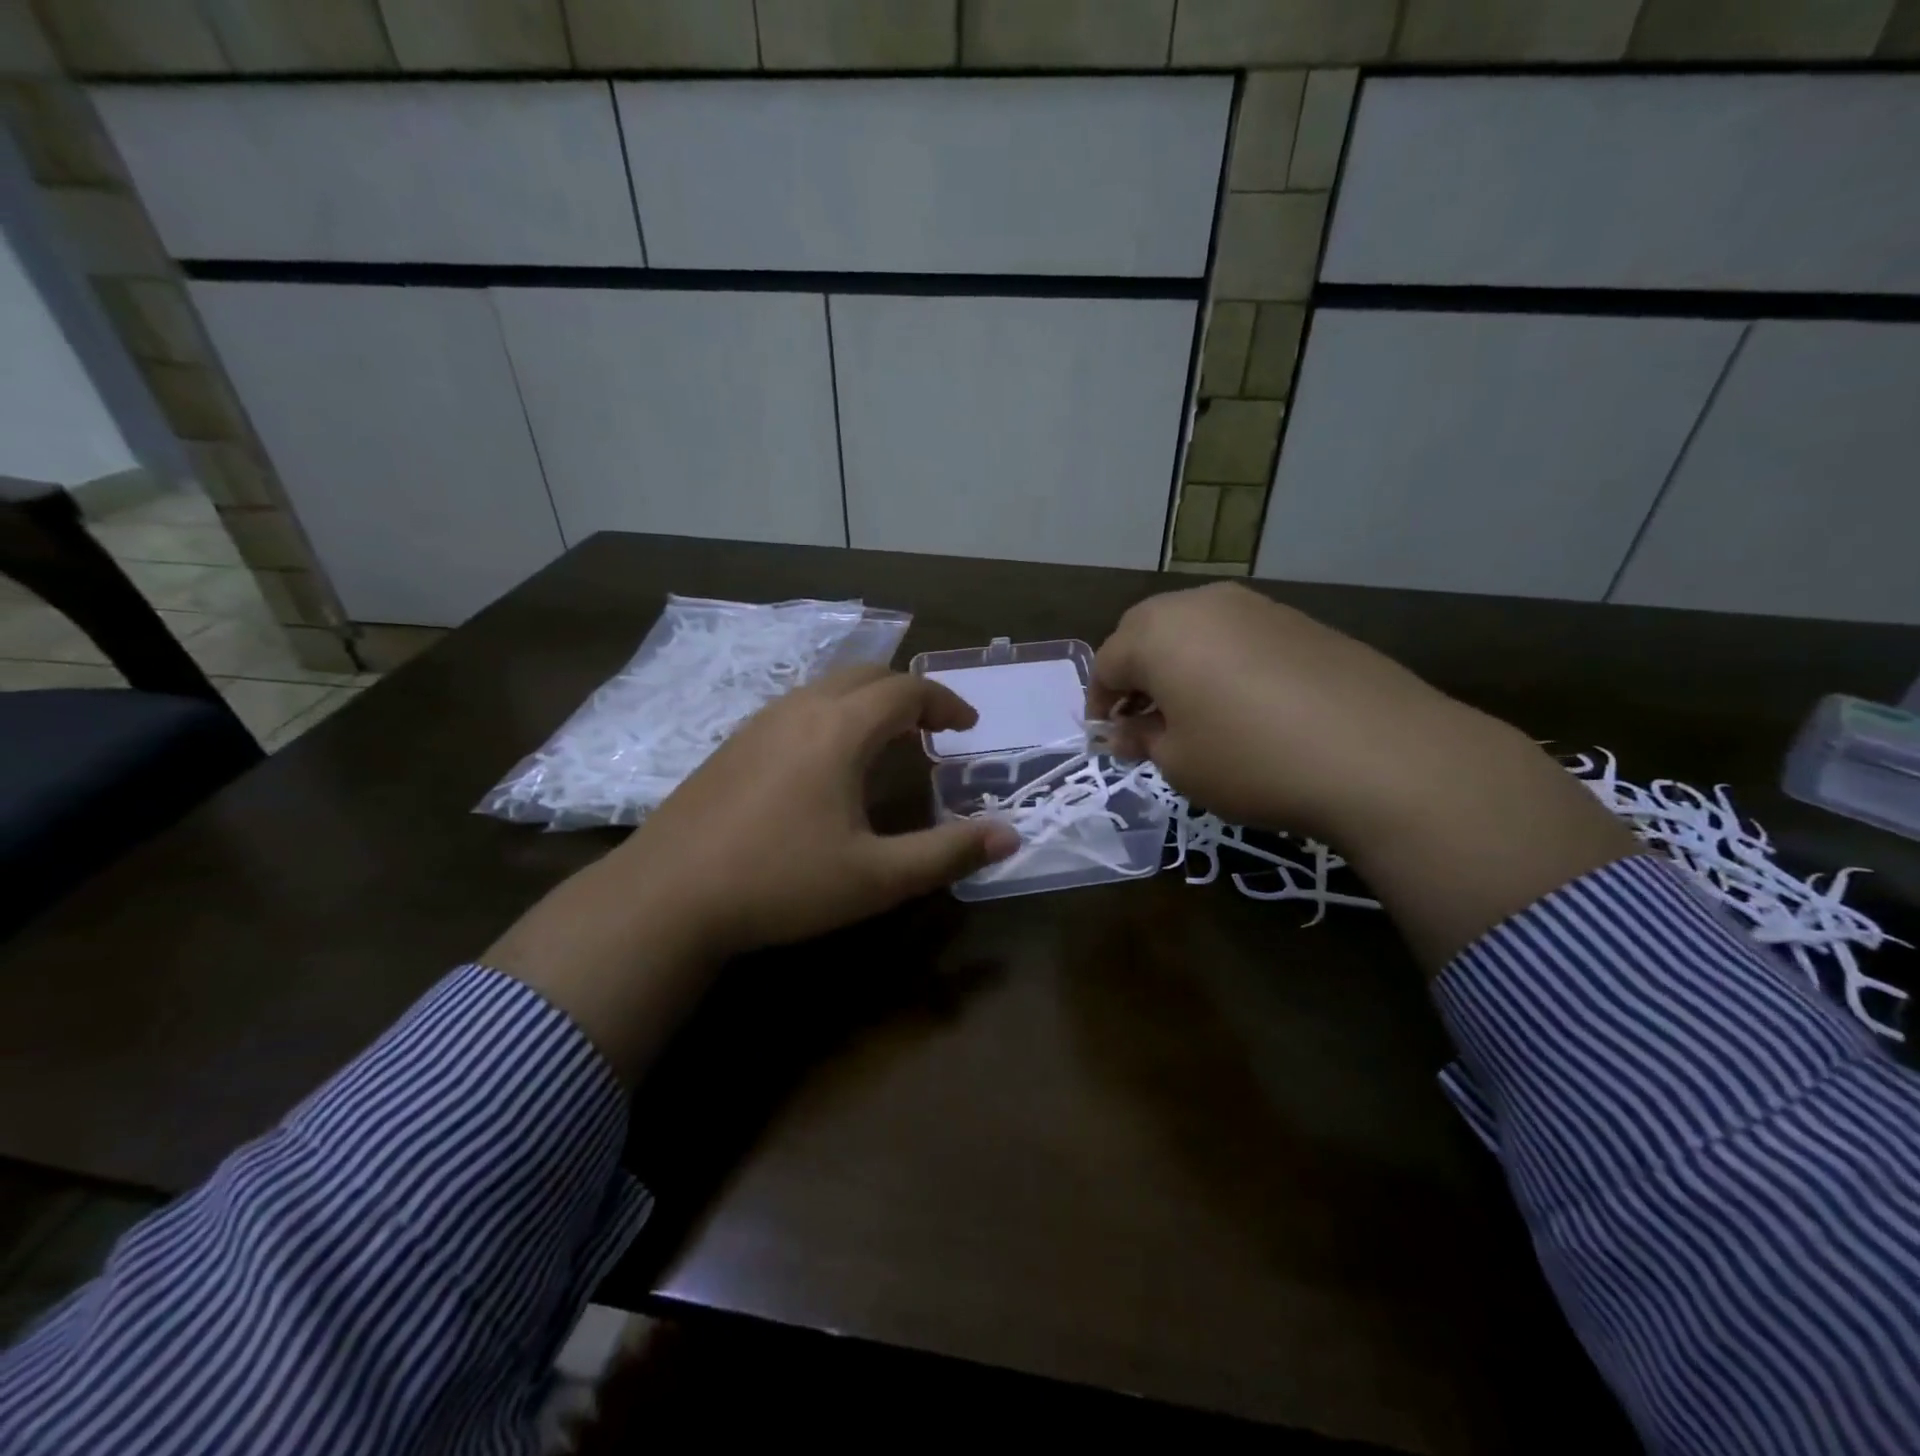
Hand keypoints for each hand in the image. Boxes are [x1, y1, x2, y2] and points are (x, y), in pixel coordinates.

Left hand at [488, 668, 1018, 1078]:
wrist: (666, 896)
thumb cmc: (781, 883)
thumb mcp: (876, 877)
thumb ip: (948, 853)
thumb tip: (1010, 836)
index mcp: (840, 729)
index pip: (907, 690)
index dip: (945, 702)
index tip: (968, 726)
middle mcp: (801, 709)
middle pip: (866, 675)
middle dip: (908, 693)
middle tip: (932, 729)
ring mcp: (759, 722)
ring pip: (827, 687)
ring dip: (867, 702)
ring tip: (886, 741)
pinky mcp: (732, 743)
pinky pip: (797, 706)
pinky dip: (831, 714)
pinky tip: (825, 762)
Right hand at [1088, 582, 1462, 837]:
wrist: (1381, 754)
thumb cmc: (1252, 760)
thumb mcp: (1179, 762)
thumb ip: (1142, 738)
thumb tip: (1126, 729)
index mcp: (1159, 633)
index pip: (1107, 662)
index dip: (1100, 701)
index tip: (1106, 736)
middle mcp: (1202, 604)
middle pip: (1146, 631)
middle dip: (1134, 673)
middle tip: (1141, 718)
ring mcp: (1256, 606)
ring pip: (1194, 628)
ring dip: (1177, 664)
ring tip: (1189, 711)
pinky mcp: (1299, 620)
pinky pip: (1237, 635)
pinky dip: (1220, 662)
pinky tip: (1240, 703)